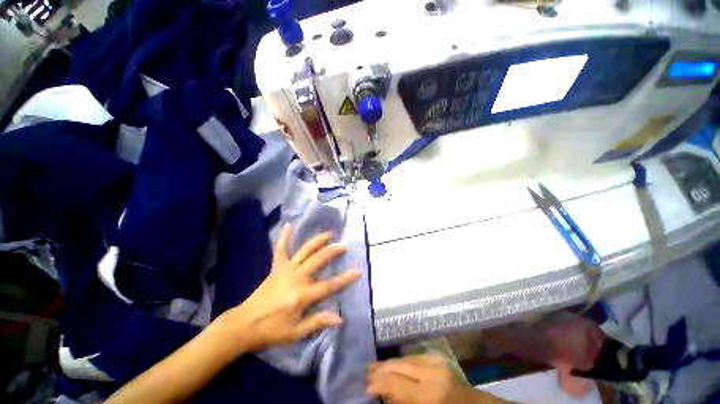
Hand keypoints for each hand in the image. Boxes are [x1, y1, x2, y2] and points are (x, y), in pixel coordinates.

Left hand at [222, 224, 360, 351]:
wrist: (244, 324)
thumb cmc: (272, 331)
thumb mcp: (296, 333)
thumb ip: (318, 322)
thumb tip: (340, 318)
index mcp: (303, 295)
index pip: (330, 285)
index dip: (345, 278)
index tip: (358, 271)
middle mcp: (297, 278)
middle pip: (319, 260)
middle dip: (333, 251)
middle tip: (344, 245)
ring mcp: (286, 270)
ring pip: (305, 251)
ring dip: (317, 241)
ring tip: (328, 233)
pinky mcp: (276, 267)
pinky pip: (280, 249)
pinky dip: (284, 237)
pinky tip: (289, 225)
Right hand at [367, 354, 476, 403]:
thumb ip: (399, 401)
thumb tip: (380, 390)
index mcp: (428, 392)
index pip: (394, 381)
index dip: (377, 381)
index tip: (364, 386)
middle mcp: (431, 370)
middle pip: (397, 364)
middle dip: (379, 369)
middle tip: (365, 373)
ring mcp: (435, 359)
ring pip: (403, 358)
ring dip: (388, 364)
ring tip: (374, 369)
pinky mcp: (436, 355)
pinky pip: (412, 356)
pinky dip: (400, 362)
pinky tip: (393, 366)